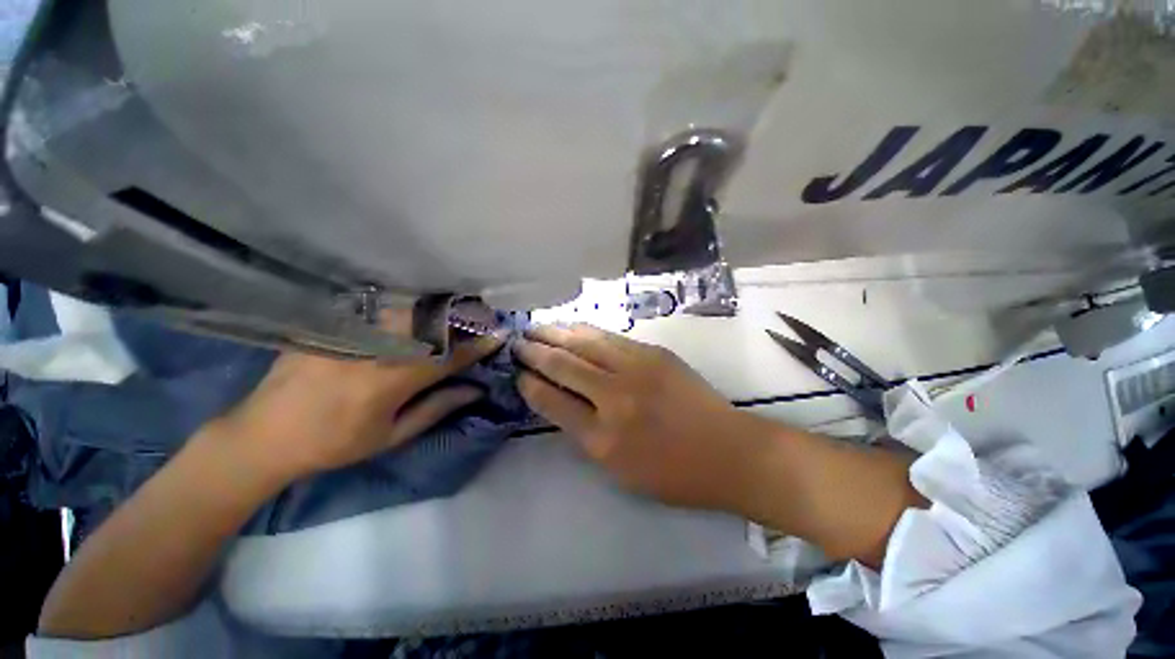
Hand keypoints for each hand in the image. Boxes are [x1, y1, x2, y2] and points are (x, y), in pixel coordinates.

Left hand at [221, 334, 503, 483]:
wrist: (264, 434)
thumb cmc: (334, 444)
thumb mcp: (391, 436)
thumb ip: (437, 408)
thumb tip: (475, 390)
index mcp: (391, 383)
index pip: (449, 357)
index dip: (478, 345)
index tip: (500, 334)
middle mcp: (375, 351)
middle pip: (431, 325)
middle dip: (464, 318)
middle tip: (485, 315)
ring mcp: (351, 333)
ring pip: (409, 311)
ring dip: (440, 310)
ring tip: (460, 310)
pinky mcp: (333, 325)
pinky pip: (380, 309)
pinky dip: (409, 308)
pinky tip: (420, 309)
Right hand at [514, 324, 767, 511]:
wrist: (729, 451)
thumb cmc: (674, 472)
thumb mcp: (619, 470)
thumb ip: (585, 434)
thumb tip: (560, 402)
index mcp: (603, 437)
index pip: (553, 402)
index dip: (531, 384)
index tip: (518, 373)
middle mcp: (615, 396)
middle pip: (565, 365)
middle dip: (536, 351)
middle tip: (517, 341)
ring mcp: (637, 368)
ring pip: (586, 343)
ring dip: (557, 333)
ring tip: (537, 327)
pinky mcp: (654, 353)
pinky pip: (611, 337)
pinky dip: (586, 331)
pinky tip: (573, 327)